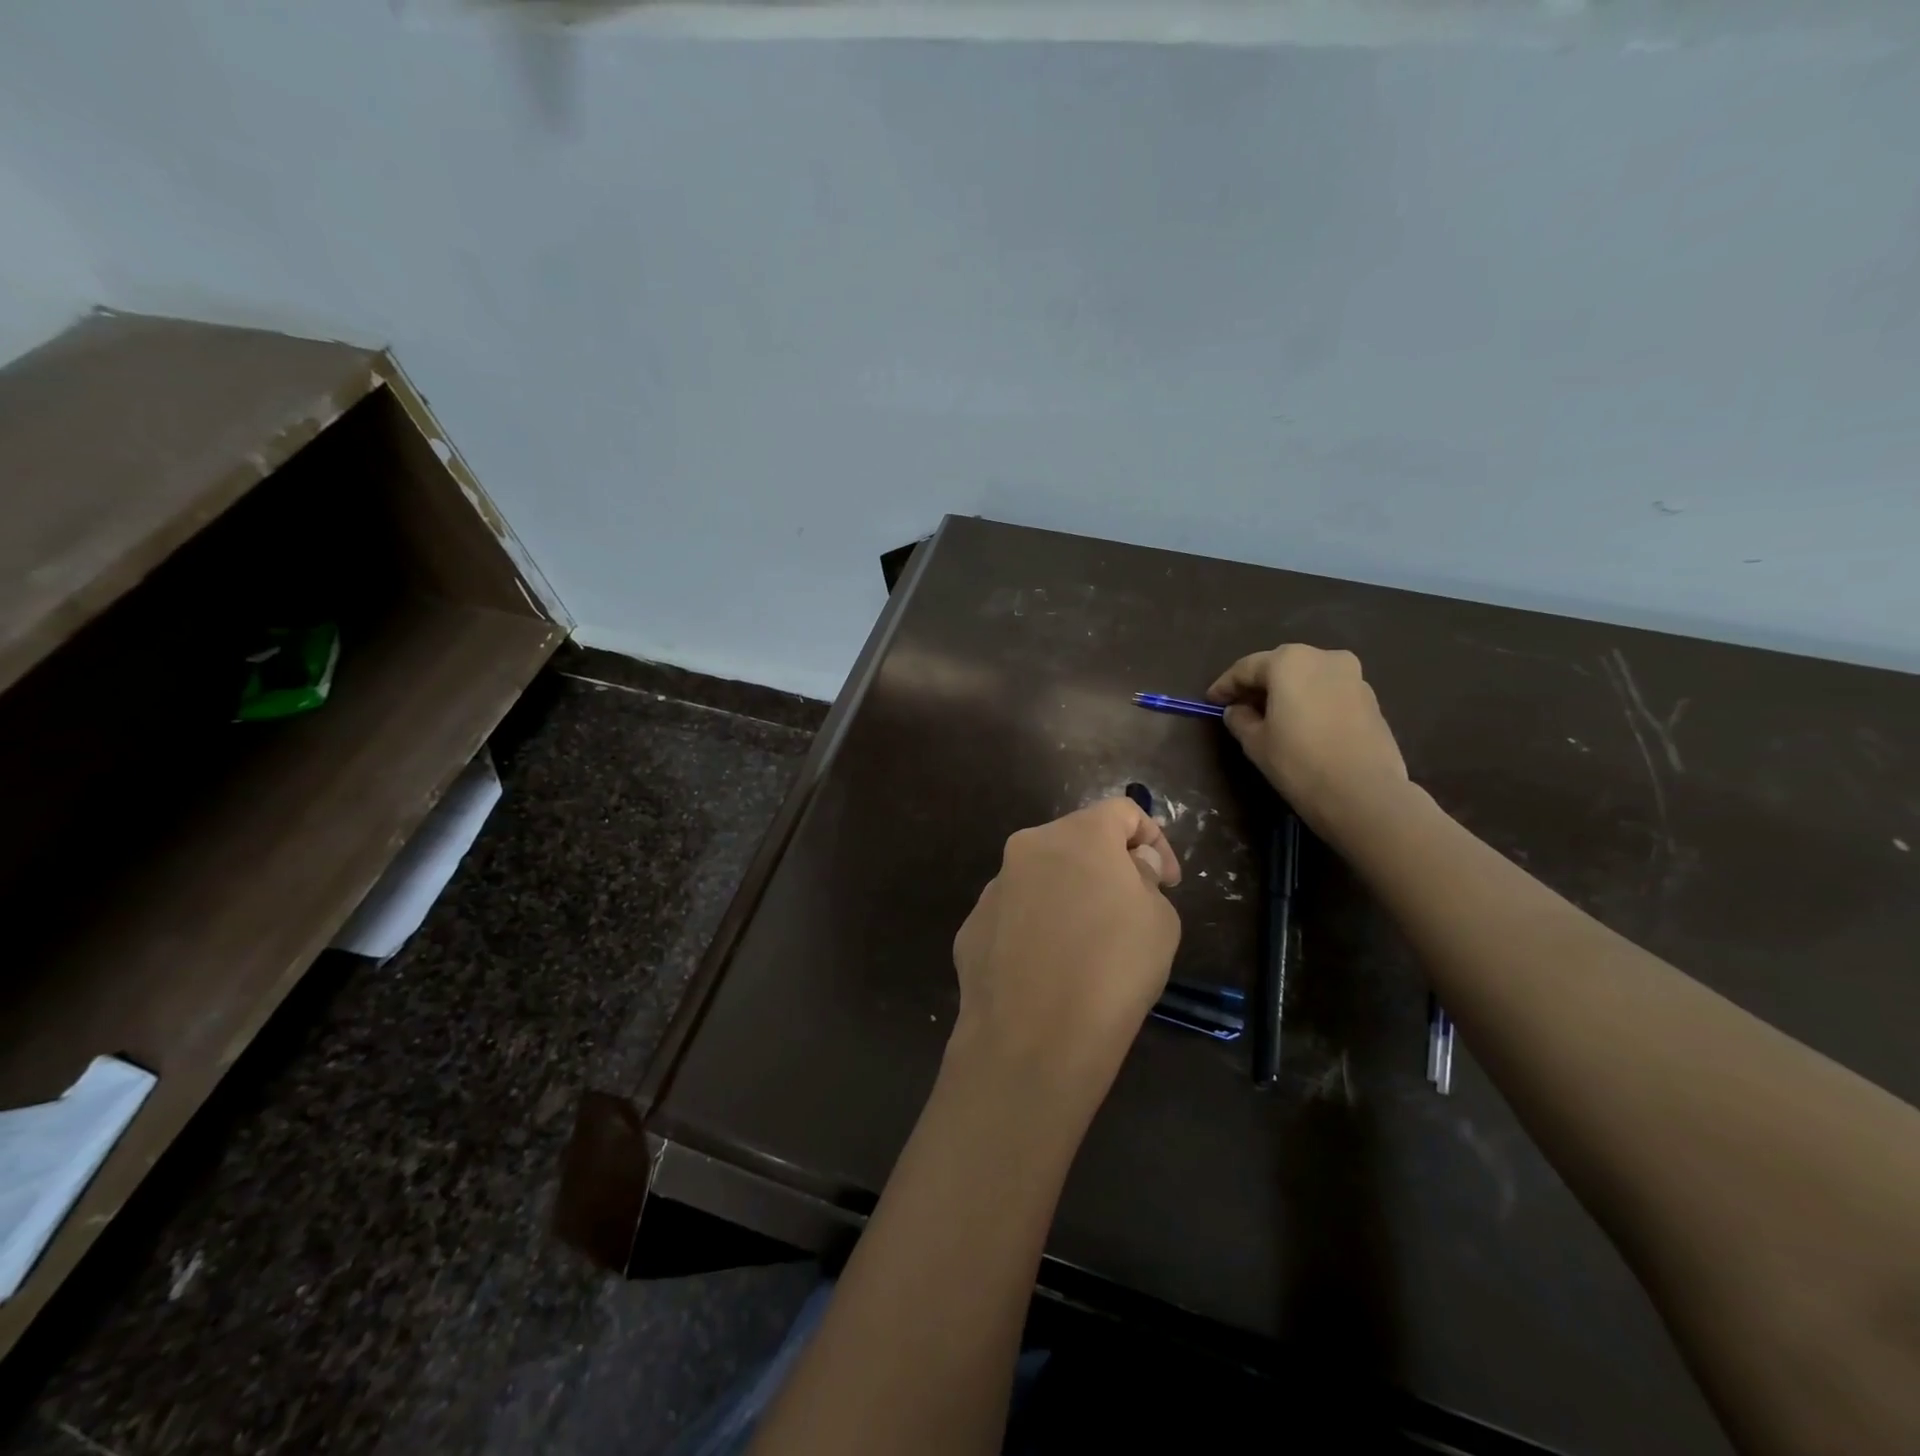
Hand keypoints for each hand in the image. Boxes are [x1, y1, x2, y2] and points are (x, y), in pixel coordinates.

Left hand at [950, 799, 1181, 1108]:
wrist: (1032, 1039)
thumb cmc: (1112, 971)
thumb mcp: (1159, 920)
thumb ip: (1145, 878)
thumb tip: (1129, 865)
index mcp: (1077, 835)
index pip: (1122, 811)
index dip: (1153, 839)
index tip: (1166, 882)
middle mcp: (1027, 848)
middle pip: (1076, 841)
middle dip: (1107, 867)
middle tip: (1129, 910)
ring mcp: (993, 888)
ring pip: (1041, 879)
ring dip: (1067, 897)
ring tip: (1087, 948)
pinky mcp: (971, 927)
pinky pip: (1014, 916)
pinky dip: (1036, 930)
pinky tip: (1049, 972)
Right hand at [1207, 644, 1411, 839]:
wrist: (1364, 794)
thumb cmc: (1299, 762)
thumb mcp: (1255, 742)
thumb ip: (1239, 719)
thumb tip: (1237, 710)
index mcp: (1289, 661)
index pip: (1246, 668)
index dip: (1224, 686)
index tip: (1210, 702)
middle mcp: (1323, 658)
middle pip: (1280, 666)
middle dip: (1258, 685)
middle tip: (1238, 706)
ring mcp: (1353, 676)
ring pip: (1308, 678)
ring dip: (1286, 692)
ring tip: (1270, 717)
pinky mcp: (1370, 699)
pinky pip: (1329, 692)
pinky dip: (1310, 702)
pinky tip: (1301, 725)